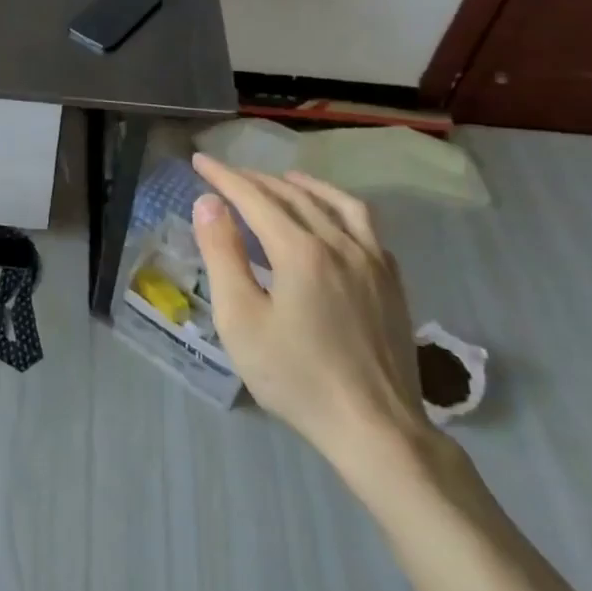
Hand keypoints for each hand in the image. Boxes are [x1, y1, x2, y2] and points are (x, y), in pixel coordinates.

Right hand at [191, 156, 434, 479]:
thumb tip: (209, 202)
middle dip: (255, 179)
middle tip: (226, 175)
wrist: (377, 429)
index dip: (224, 177)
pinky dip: (339, 208)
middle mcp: (339, 243)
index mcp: (300, 250)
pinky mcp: (392, 282)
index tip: (199, 160)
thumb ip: (222, 254)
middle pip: (293, 195)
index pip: (254, 197)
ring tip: (283, 180)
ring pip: (336, 202)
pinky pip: (365, 225)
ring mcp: (372, 261)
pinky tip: (332, 219)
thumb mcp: (241, 319)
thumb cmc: (297, 376)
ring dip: (303, 185)